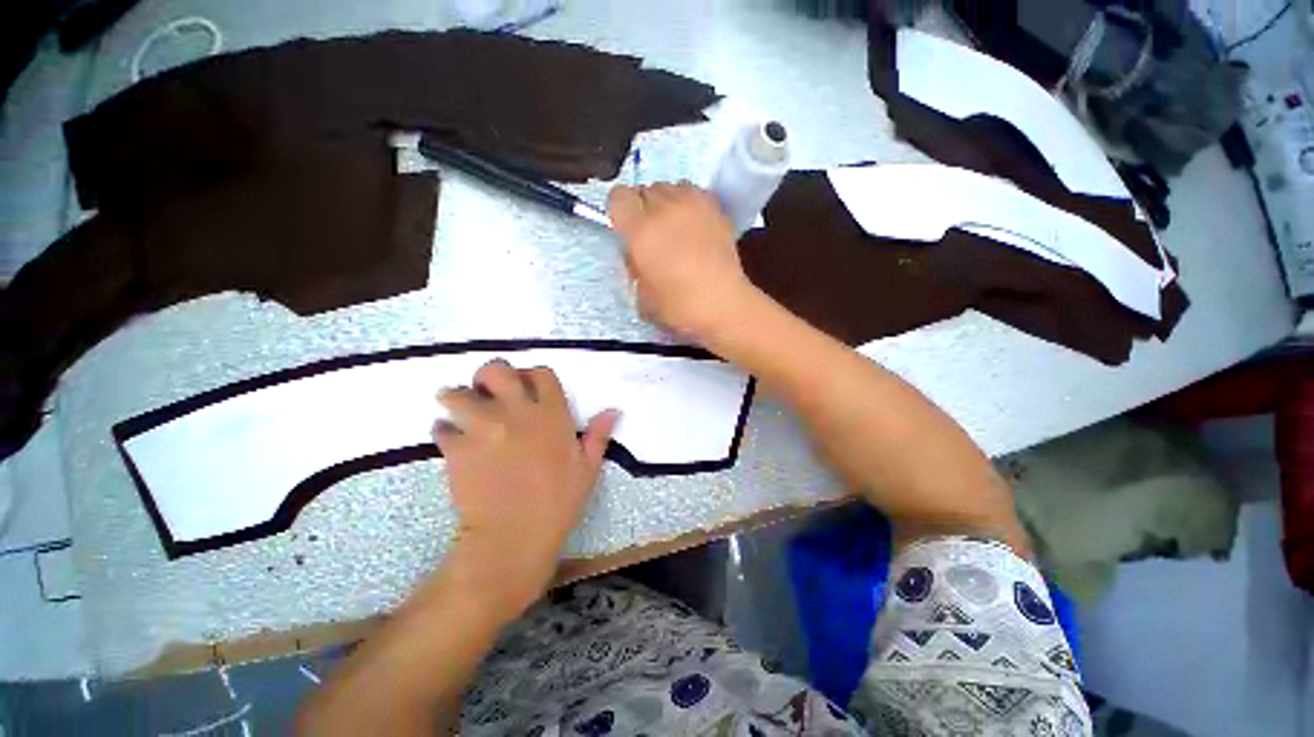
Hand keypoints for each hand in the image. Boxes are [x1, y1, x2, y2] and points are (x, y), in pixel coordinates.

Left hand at [434, 359, 619, 619]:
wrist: (513, 540)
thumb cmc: (557, 504)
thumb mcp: (587, 469)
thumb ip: (598, 435)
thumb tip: (614, 410)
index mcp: (551, 415)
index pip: (539, 373)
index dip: (530, 376)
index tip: (525, 390)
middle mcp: (516, 413)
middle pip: (495, 370)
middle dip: (489, 377)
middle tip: (490, 395)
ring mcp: (483, 428)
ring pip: (457, 393)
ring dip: (458, 401)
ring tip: (463, 417)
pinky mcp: (456, 449)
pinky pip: (441, 428)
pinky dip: (445, 432)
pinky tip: (455, 445)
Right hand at [608, 182, 758, 342]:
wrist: (724, 305)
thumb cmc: (680, 307)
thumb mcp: (642, 295)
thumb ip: (633, 266)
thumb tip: (637, 254)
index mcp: (641, 230)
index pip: (618, 197)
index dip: (619, 212)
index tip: (626, 229)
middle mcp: (664, 208)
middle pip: (644, 191)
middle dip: (643, 209)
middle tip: (652, 235)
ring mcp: (692, 204)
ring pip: (669, 188)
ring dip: (665, 204)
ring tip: (674, 228)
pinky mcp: (715, 207)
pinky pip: (692, 192)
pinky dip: (687, 203)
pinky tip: (693, 225)